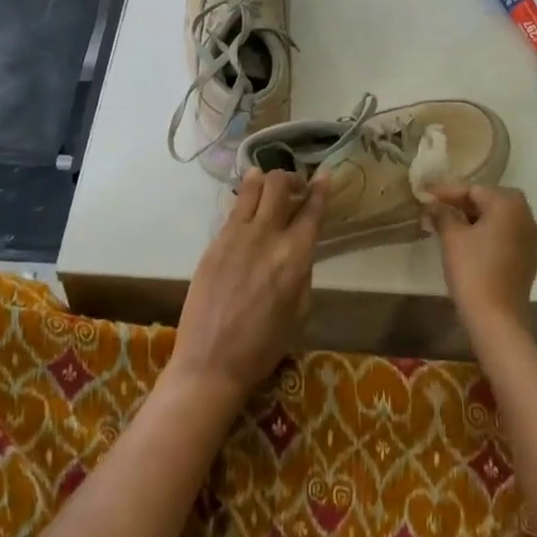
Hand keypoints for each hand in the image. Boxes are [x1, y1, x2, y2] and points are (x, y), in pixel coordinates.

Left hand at [169, 168, 325, 400]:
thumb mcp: (300, 310)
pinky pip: (233, 209)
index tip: (324, 174)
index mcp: (295, 256)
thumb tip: (298, 250)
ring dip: (264, 178)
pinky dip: (244, 199)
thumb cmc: (263, 345)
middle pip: (279, 185)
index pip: (312, 210)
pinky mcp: (214, 242)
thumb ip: (302, 271)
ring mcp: (236, 235)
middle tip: (295, 186)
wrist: (211, 362)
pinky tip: (247, 205)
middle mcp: (267, 236)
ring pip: (252, 187)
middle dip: (290, 178)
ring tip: (268, 183)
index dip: (321, 188)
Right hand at [425, 185, 536, 332]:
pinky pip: (507, 234)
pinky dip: (489, 232)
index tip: (425, 195)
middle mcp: (526, 217)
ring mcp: (531, 239)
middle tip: (440, 208)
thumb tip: (434, 204)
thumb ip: (443, 214)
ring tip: (451, 223)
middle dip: (465, 202)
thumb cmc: (472, 269)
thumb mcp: (452, 237)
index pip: (474, 190)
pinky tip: (469, 242)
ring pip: (501, 218)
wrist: (496, 317)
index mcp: (509, 205)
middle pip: (491, 200)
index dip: (447, 192)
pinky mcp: (528, 259)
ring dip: (477, 217)